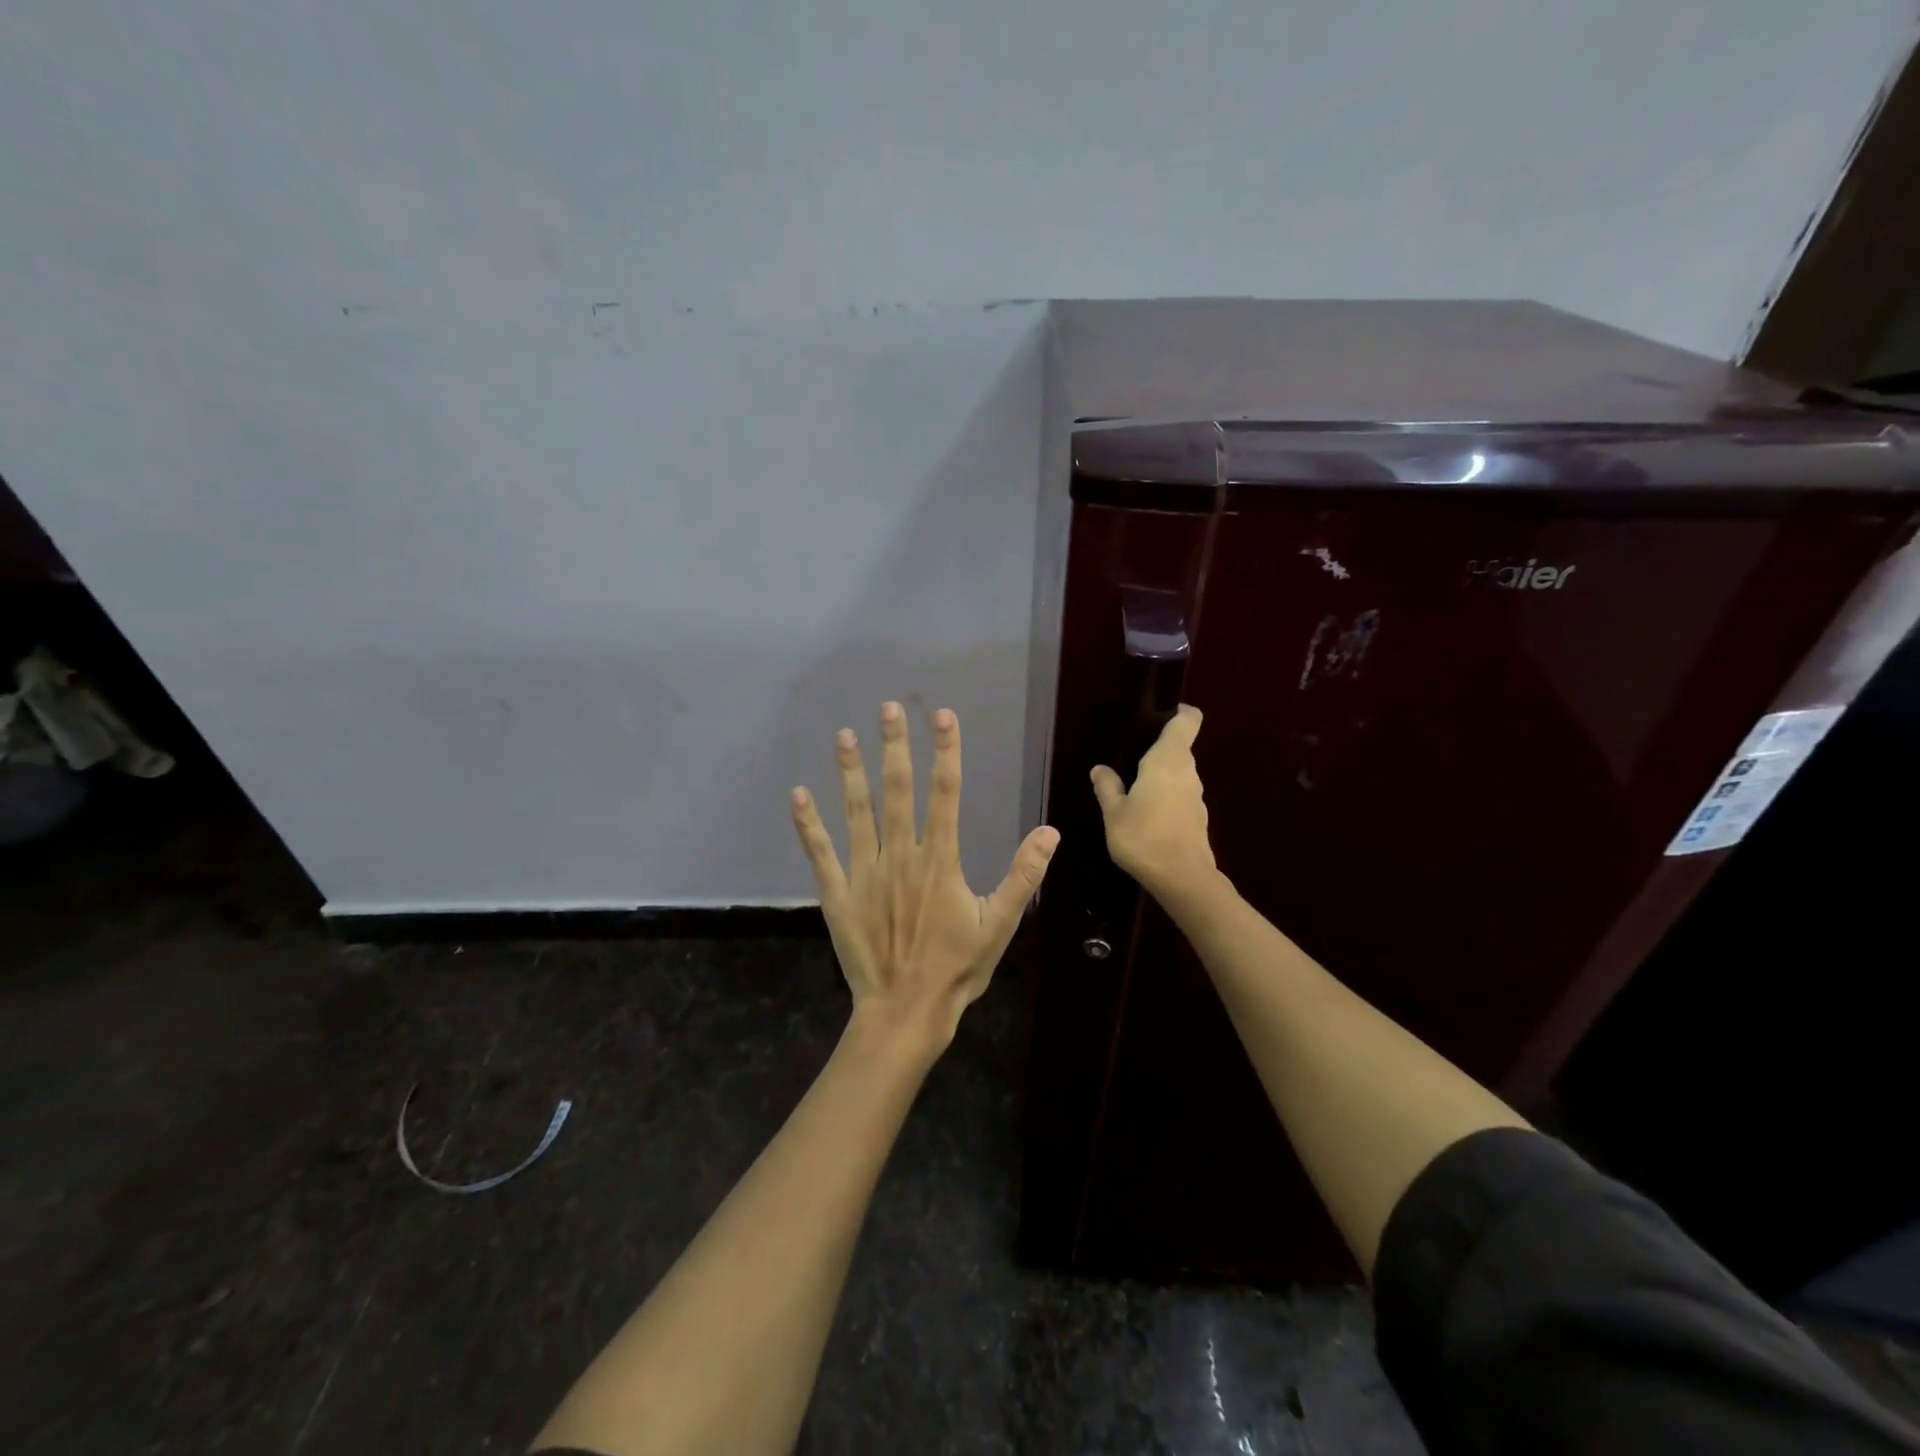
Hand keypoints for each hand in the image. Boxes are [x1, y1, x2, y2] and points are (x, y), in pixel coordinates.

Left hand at [791, 702, 1060, 1052]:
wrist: (906, 1011)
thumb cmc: (957, 968)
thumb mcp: (1000, 925)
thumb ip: (1022, 875)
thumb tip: (1050, 831)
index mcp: (940, 860)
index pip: (945, 793)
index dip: (945, 751)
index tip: (942, 716)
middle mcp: (900, 856)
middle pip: (898, 791)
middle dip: (895, 746)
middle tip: (889, 708)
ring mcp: (865, 873)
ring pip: (857, 812)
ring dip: (851, 772)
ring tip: (845, 735)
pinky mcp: (838, 894)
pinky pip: (820, 853)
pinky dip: (808, 824)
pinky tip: (798, 795)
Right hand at [1090, 704, 1217, 899]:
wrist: (1182, 879)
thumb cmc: (1144, 837)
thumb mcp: (1114, 812)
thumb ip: (1107, 787)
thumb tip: (1100, 769)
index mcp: (1168, 760)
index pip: (1187, 721)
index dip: (1180, 712)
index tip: (1161, 713)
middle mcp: (1188, 772)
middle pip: (1179, 748)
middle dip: (1158, 749)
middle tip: (1128, 758)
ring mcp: (1196, 796)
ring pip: (1179, 774)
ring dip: (1160, 776)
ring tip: (1132, 788)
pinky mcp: (1198, 818)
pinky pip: (1180, 796)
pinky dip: (1166, 798)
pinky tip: (1145, 815)